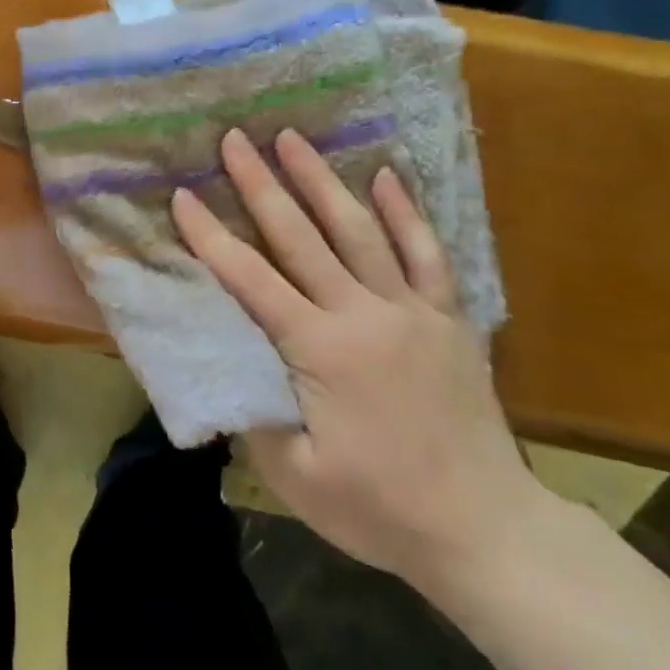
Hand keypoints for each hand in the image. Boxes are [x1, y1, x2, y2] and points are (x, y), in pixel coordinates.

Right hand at [172, 128, 542, 588]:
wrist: (486, 530)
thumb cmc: (380, 508)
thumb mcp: (295, 476)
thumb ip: (251, 414)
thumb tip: (221, 367)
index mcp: (319, 350)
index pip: (250, 279)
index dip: (211, 236)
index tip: (183, 196)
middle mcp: (363, 314)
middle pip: (300, 236)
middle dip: (261, 184)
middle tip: (235, 138)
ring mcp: (411, 310)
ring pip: (360, 230)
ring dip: (322, 180)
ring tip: (294, 138)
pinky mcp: (449, 318)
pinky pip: (427, 253)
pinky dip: (406, 212)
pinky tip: (387, 175)